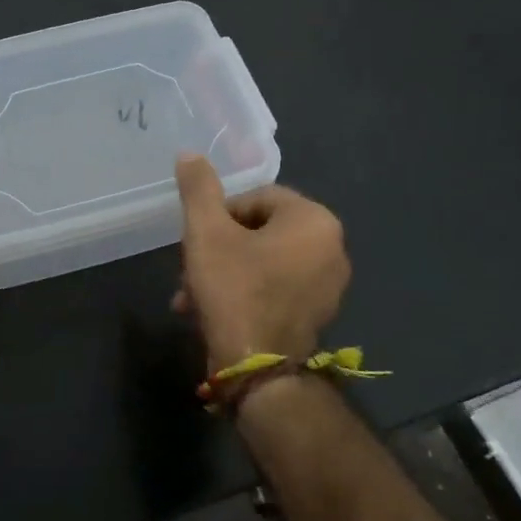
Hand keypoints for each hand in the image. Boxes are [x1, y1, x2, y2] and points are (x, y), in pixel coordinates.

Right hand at [172, 154, 349, 373]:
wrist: (257, 367)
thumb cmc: (234, 289)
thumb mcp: (206, 233)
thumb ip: (198, 189)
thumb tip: (189, 154)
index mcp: (314, 220)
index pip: (256, 198)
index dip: (219, 216)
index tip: (197, 242)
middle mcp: (332, 247)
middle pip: (259, 231)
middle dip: (218, 250)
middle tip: (189, 272)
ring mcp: (329, 284)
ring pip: (263, 262)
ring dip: (224, 273)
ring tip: (192, 298)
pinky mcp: (318, 313)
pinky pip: (276, 288)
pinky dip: (246, 293)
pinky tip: (215, 313)